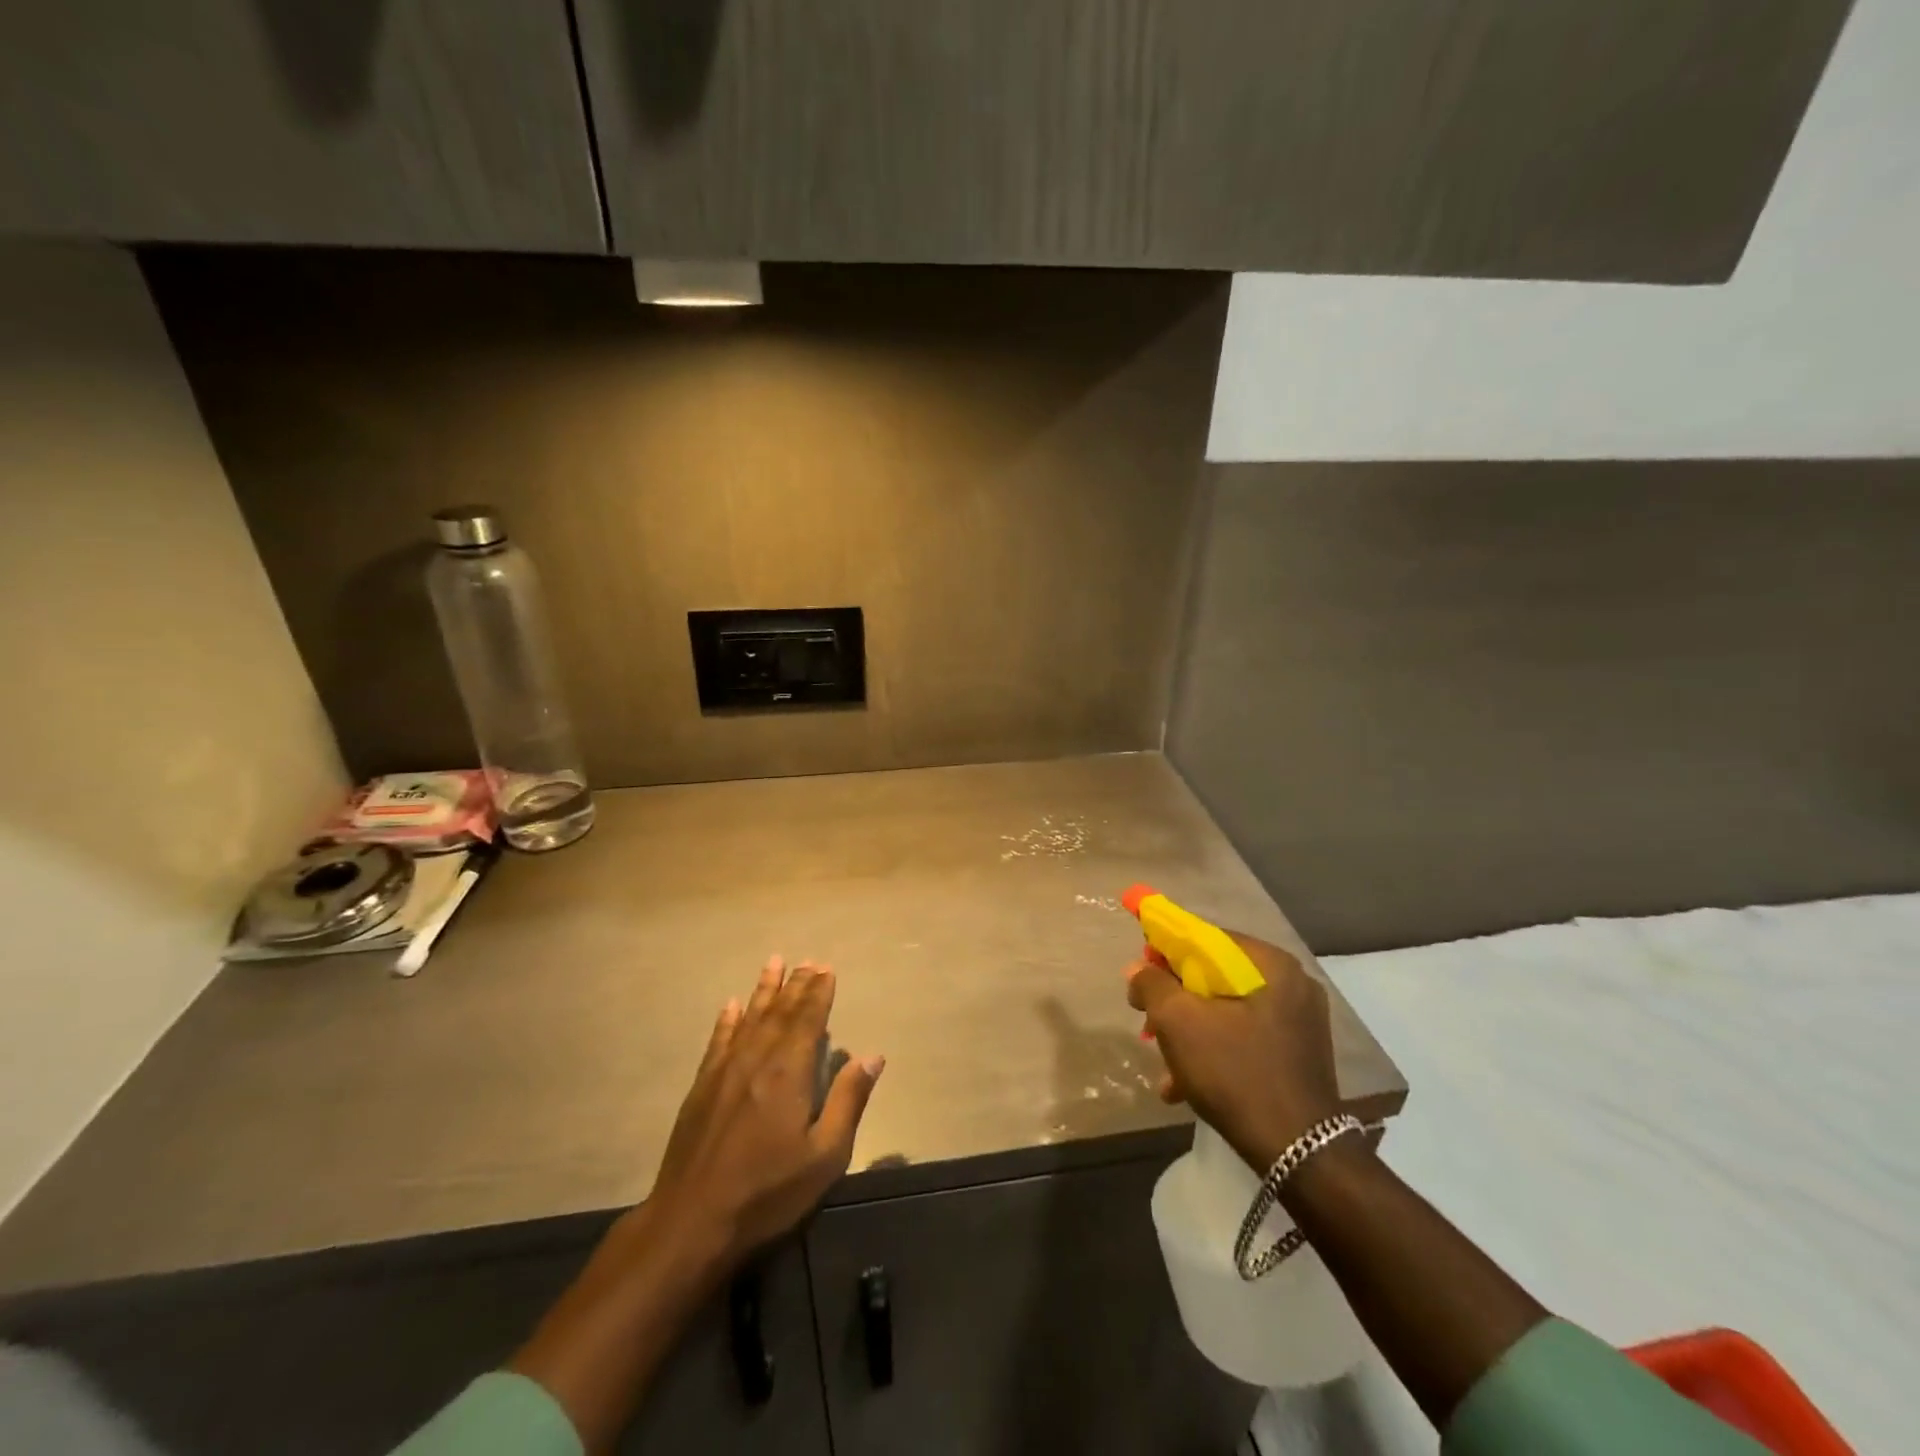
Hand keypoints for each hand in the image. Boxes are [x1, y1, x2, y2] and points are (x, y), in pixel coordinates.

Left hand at [508, 957, 882, 1453]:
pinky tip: (732, 1005)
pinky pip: (718, 1041)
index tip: (827, 969)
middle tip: (809, 961)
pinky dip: (727, 1020)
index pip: (808, 1020)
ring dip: (764, 990)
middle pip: (780, 1012)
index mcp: (789, 1072)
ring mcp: (725, 1071)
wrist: (692, 1222)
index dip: (819, 993)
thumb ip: (848, 1101)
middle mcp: (757, 1059)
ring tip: (774, 963)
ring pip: (749, 1018)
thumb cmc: (768, 1192)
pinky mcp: (702, 1087)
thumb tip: (873, 1056)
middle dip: (797, 985)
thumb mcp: (824, 1156)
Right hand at [1126, 931, 1342, 1172]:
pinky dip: (1214, 1051)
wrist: (1299, 1154)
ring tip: (1164, 1064)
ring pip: (1227, 1010)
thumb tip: (1138, 967)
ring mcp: (1300, 1022)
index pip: (1206, 937)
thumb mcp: (1178, 1021)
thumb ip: (1152, 984)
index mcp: (1270, 964)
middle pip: (1215, 976)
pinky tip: (1184, 1085)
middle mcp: (1292, 984)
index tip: (1141, 973)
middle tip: (1148, 1021)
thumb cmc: (1235, 1072)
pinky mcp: (1299, 1055)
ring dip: (1190, 1031)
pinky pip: (1245, 1037)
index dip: (1166, 950)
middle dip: (1176, 999)